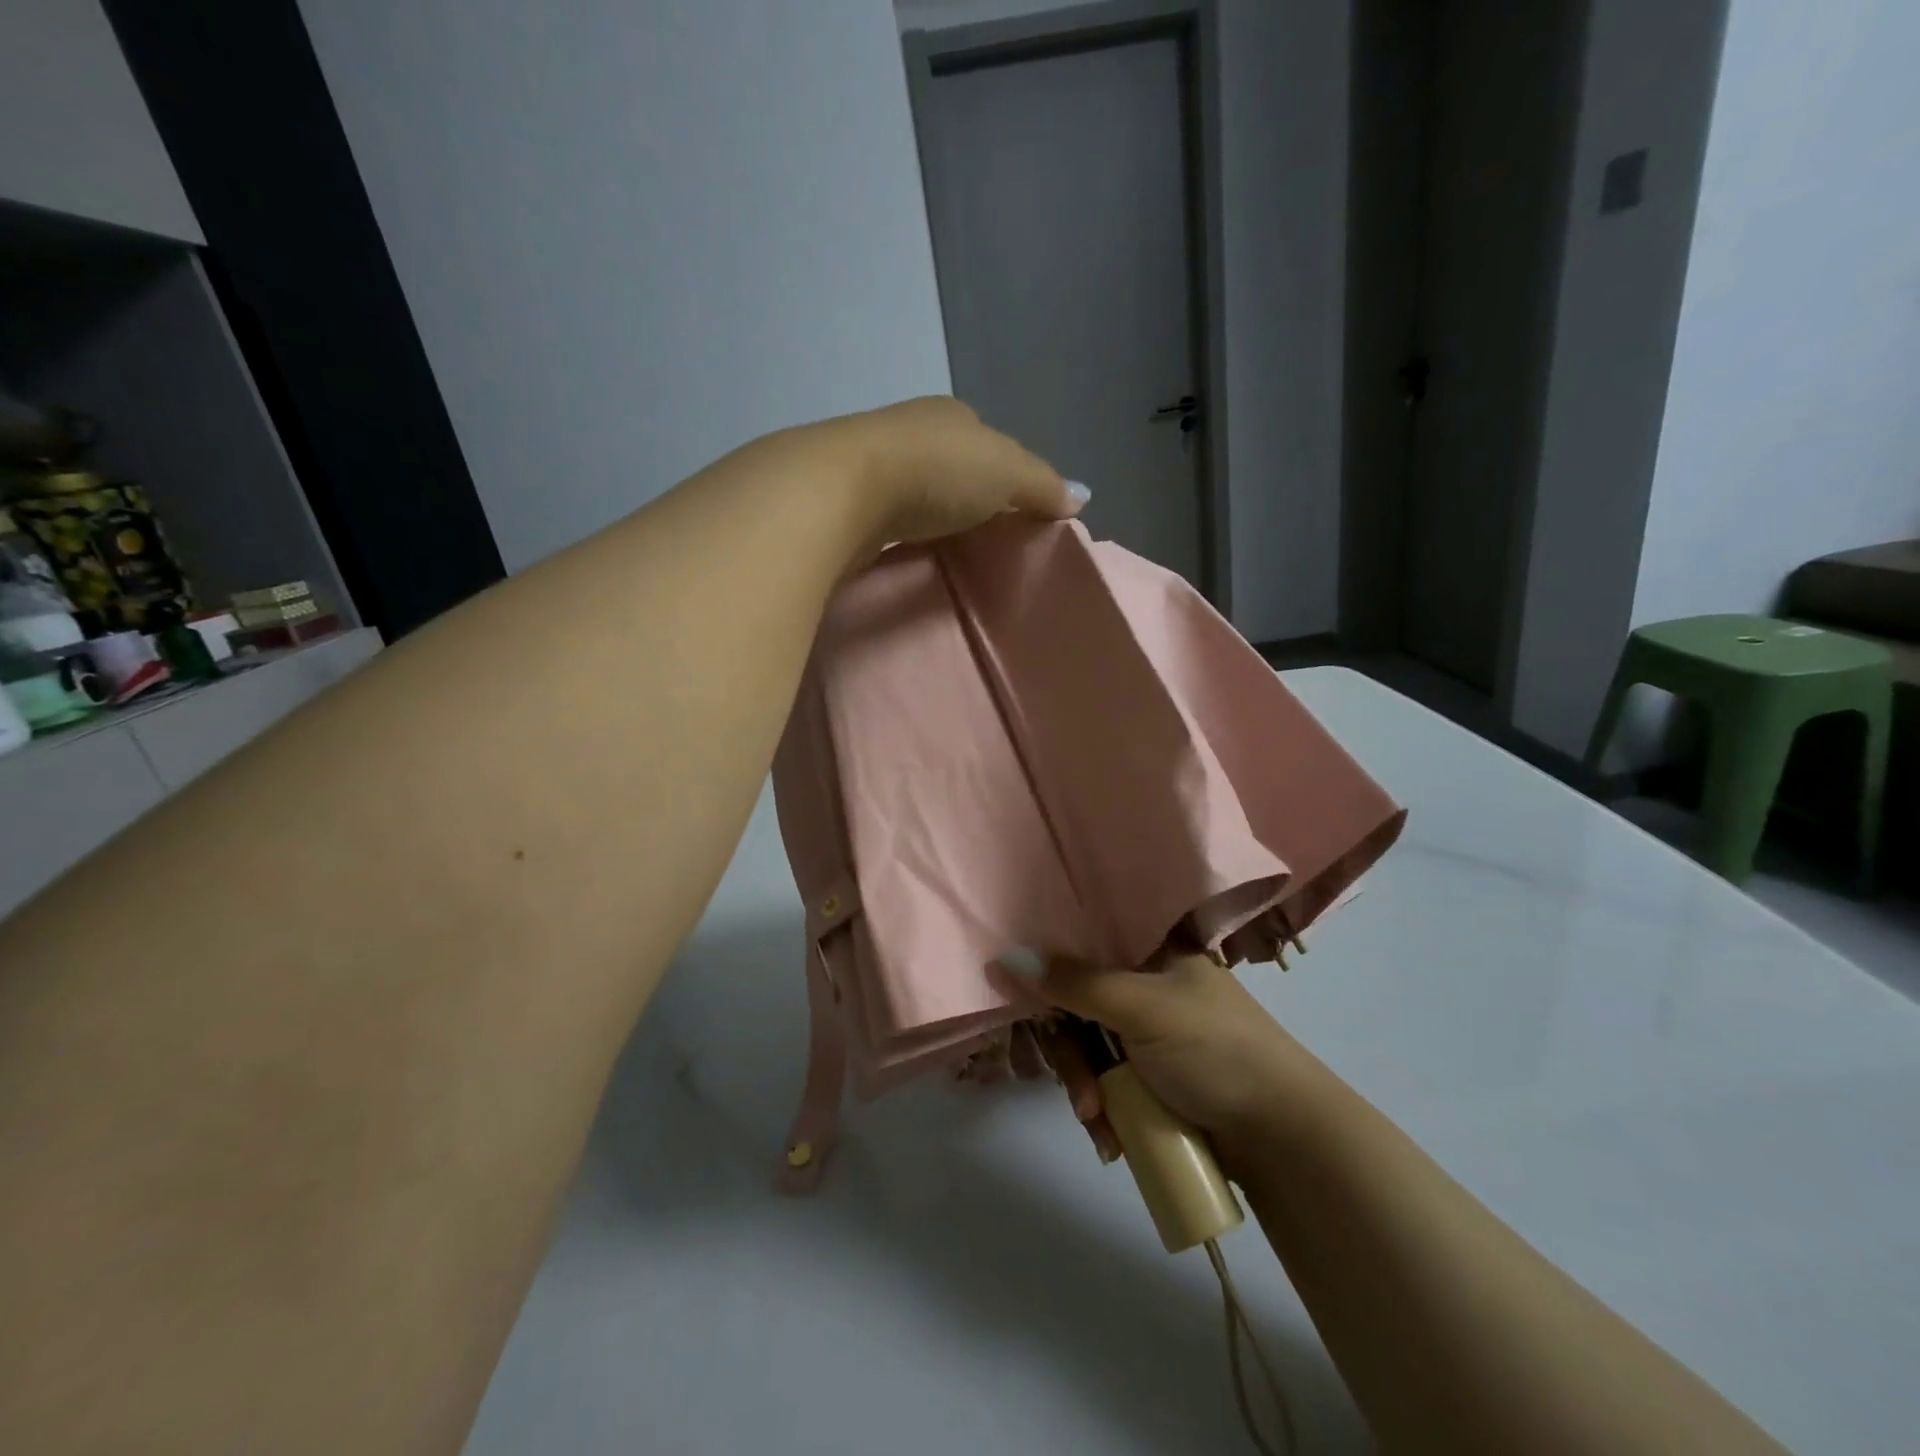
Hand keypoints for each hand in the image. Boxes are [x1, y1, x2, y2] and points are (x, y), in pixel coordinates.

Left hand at [810, 396, 1087, 549]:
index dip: (1005, 473)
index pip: (988, 441)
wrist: (841, 491)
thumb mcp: (1006, 472)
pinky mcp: (845, 502)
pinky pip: (888, 519)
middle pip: (951, 466)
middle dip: (966, 496)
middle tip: (985, 539)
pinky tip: (907, 554)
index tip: (1014, 510)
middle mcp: (910, 431)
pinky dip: (901, 533)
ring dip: (931, 516)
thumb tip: (1082, 496)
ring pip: (916, 492)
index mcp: (951, 415)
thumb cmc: (935, 471)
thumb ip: (1042, 485)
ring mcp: (872, 465)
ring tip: (949, 551)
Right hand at [997, 948, 1316, 1166]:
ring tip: (1100, 1126)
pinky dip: (1104, 1109)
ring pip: (1090, 1048)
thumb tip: (1006, 956)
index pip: (1086, 941)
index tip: (1020, 994)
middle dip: (1073, 1054)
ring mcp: (1151, 1034)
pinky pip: (1108, 1082)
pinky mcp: (1154, 1077)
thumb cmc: (1215, 1050)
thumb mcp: (1141, 1008)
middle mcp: (1148, 983)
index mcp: (1154, 950)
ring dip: (1087, 1089)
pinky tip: (1112, 1140)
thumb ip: (1074, 982)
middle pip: (1079, 1003)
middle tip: (1082, 1094)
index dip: (1050, 966)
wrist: (1284, 1137)